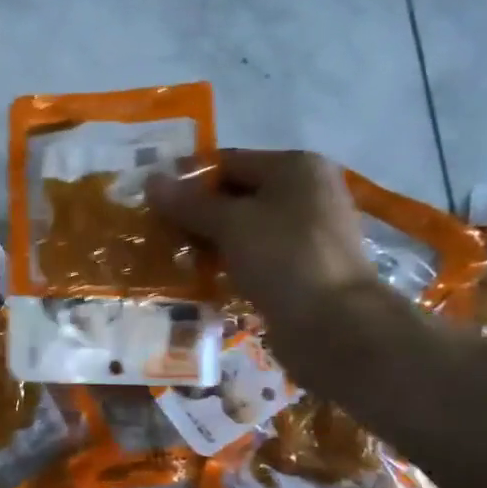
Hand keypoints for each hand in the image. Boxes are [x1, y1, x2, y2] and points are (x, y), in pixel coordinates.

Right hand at [147, 149, 379, 372]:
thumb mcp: (230, 224)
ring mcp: (305, 232)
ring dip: (206, 240)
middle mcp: (304, 192)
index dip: (187, 178)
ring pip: (242, 228)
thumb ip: (188, 203)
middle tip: (155, 230)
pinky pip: (253, 256)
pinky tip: (198, 277)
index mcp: (295, 167)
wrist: (335, 325)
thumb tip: (151, 180)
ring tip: (170, 255)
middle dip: (194, 212)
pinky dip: (226, 262)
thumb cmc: (283, 258)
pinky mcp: (299, 268)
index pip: (228, 162)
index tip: (151, 199)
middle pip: (235, 194)